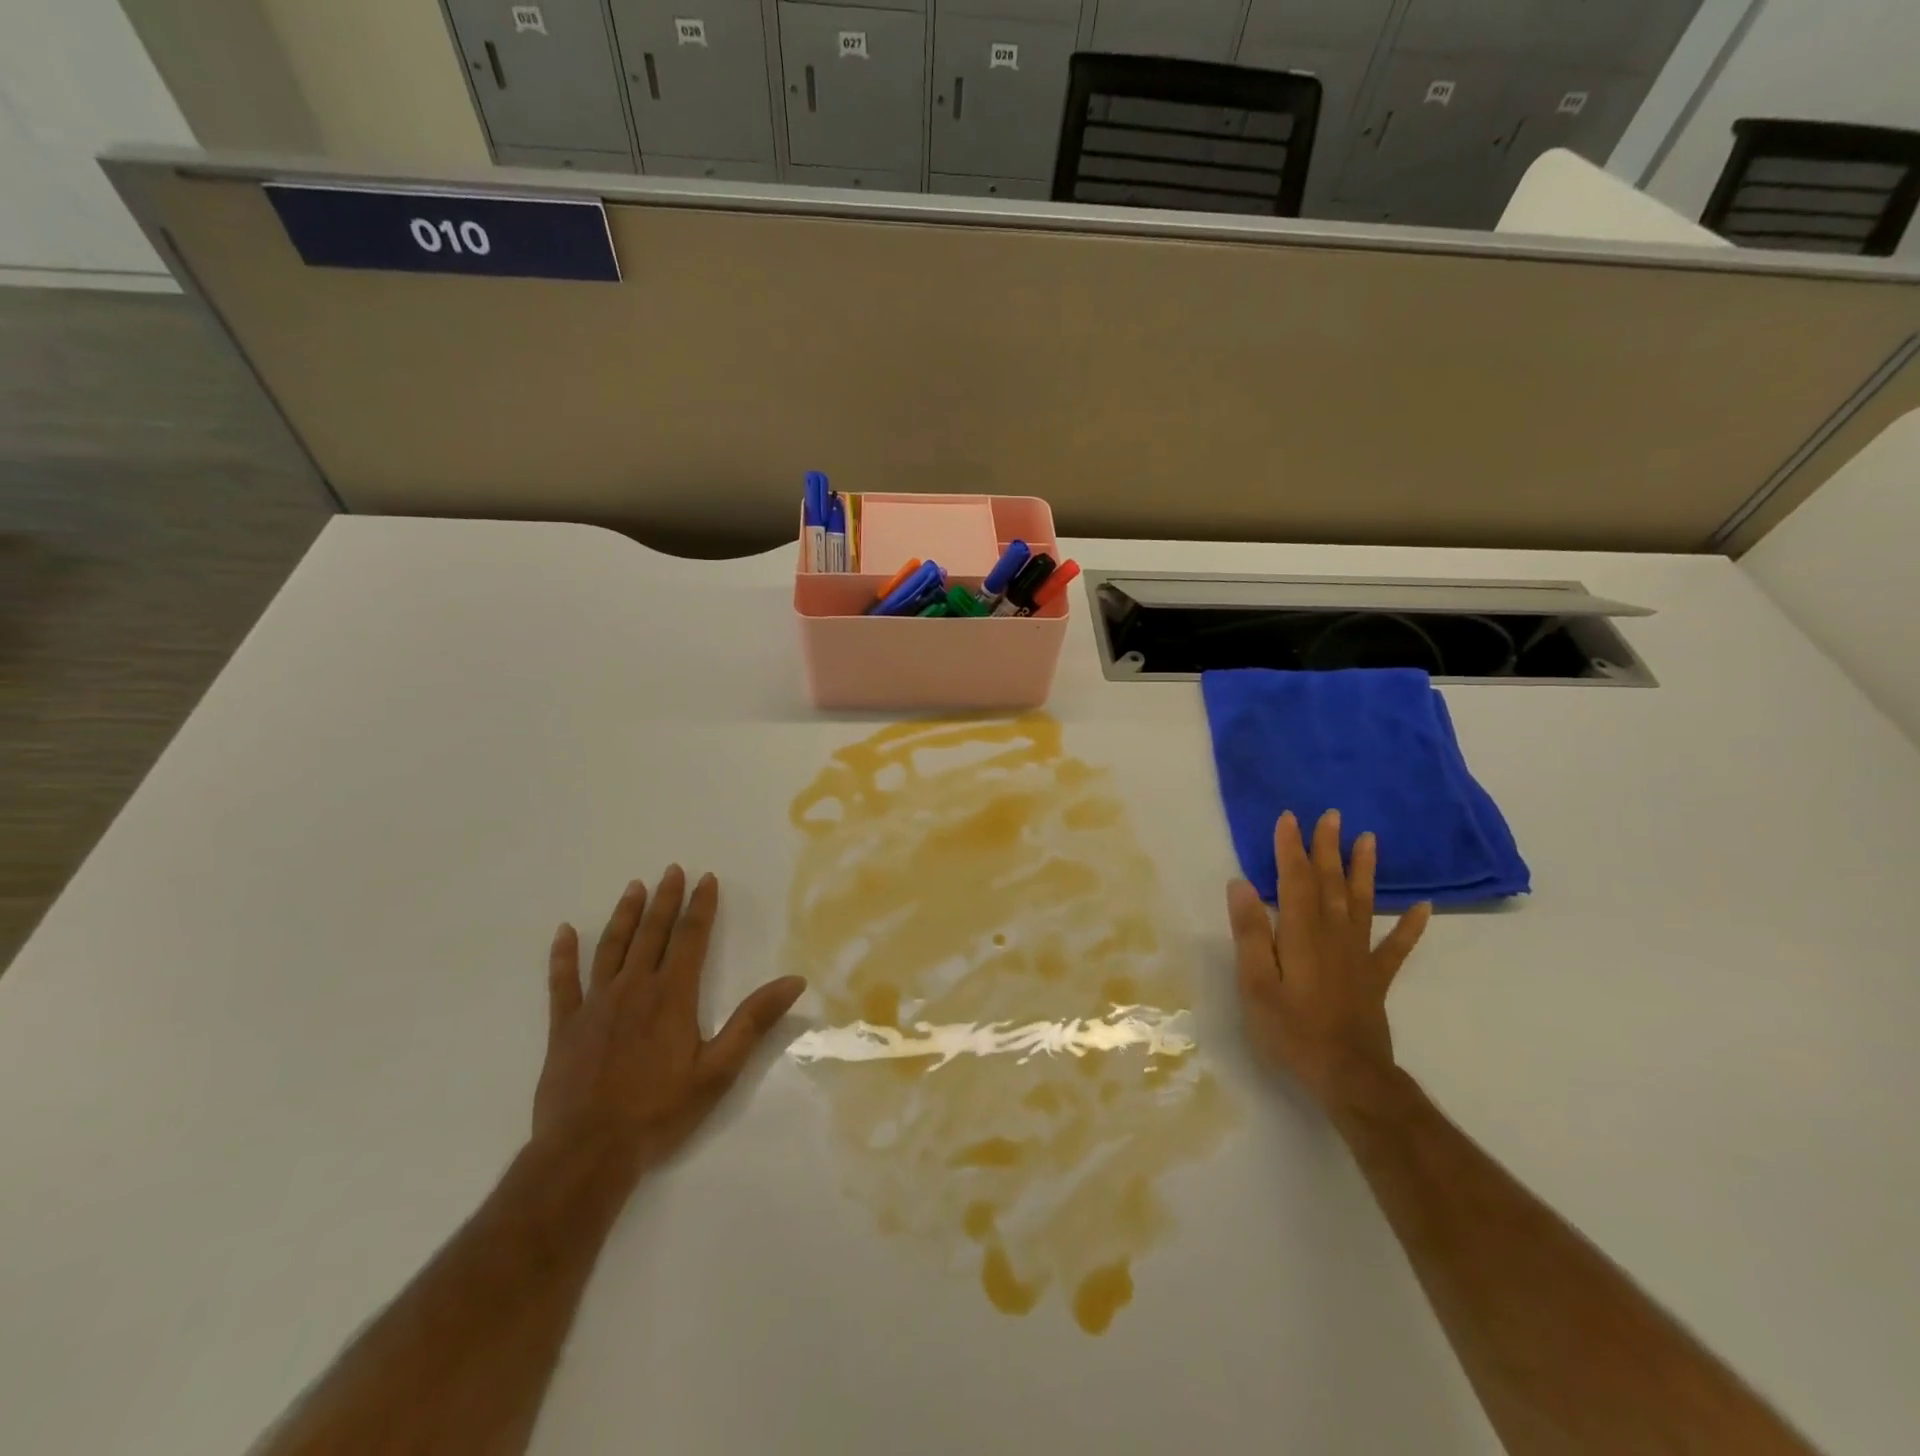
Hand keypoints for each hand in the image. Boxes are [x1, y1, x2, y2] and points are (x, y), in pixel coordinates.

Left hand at [534, 866, 806, 1180]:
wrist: (588, 1152)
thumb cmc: (660, 1111)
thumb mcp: (719, 1069)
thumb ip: (754, 1021)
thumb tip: (794, 980)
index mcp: (672, 995)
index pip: (691, 937)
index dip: (701, 905)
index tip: (706, 878)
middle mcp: (634, 988)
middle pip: (652, 933)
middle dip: (665, 899)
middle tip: (671, 869)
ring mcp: (595, 1004)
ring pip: (611, 947)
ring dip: (624, 915)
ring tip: (634, 888)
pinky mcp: (565, 1026)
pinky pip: (563, 982)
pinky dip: (563, 955)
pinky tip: (563, 932)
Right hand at [1226, 810, 1430, 1112]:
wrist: (1349, 1076)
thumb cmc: (1292, 1031)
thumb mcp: (1256, 984)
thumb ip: (1250, 933)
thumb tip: (1241, 884)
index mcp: (1301, 933)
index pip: (1294, 880)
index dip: (1290, 847)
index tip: (1289, 817)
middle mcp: (1333, 935)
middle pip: (1330, 883)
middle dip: (1327, 848)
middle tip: (1331, 815)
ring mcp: (1359, 956)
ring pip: (1362, 903)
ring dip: (1364, 870)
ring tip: (1369, 840)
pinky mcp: (1375, 978)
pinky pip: (1396, 947)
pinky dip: (1411, 927)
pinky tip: (1425, 908)